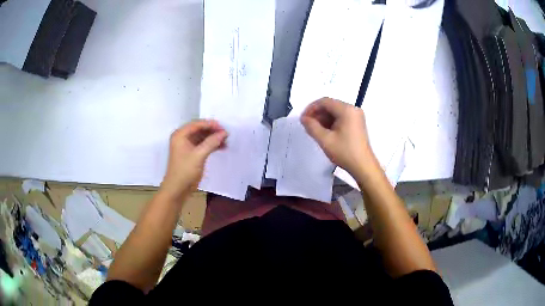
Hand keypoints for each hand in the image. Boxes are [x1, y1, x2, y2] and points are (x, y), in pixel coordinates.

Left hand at [160, 120, 227, 201]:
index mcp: (180, 135)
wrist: (177, 189)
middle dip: (213, 131)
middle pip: (200, 130)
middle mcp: (182, 138)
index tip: (223, 127)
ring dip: (213, 139)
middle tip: (226, 134)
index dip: (210, 124)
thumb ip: (211, 142)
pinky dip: (211, 146)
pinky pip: (203, 145)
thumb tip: (224, 133)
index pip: (197, 124)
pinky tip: (222, 147)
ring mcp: (187, 146)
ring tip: (226, 141)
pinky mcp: (191, 154)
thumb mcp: (199, 155)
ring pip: (202, 137)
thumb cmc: (185, 171)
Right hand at [301, 97, 378, 176]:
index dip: (311, 108)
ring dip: (323, 119)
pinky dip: (331, 122)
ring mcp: (356, 116)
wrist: (363, 166)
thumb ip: (312, 126)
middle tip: (307, 125)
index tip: (303, 119)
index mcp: (346, 110)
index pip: (325, 102)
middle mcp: (353, 109)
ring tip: (314, 130)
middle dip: (317, 114)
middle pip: (330, 105)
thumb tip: (303, 118)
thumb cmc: (344, 152)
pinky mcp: (357, 123)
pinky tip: (325, 132)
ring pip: (335, 112)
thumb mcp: (325, 140)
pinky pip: (341, 117)